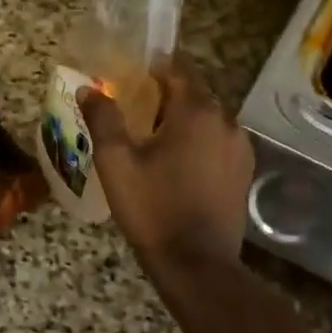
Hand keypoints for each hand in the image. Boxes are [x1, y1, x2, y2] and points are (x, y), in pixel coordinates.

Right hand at [81, 63, 252, 272]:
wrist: (195, 263)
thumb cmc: (152, 207)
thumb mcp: (116, 162)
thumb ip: (103, 119)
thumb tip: (88, 89)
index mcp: (196, 111)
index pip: (178, 69)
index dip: (154, 69)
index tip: (131, 77)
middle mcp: (225, 121)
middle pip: (195, 93)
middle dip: (167, 95)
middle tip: (135, 108)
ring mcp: (240, 148)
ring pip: (208, 119)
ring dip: (183, 120)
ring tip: (153, 137)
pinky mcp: (243, 172)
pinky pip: (218, 142)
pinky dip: (199, 141)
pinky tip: (177, 162)